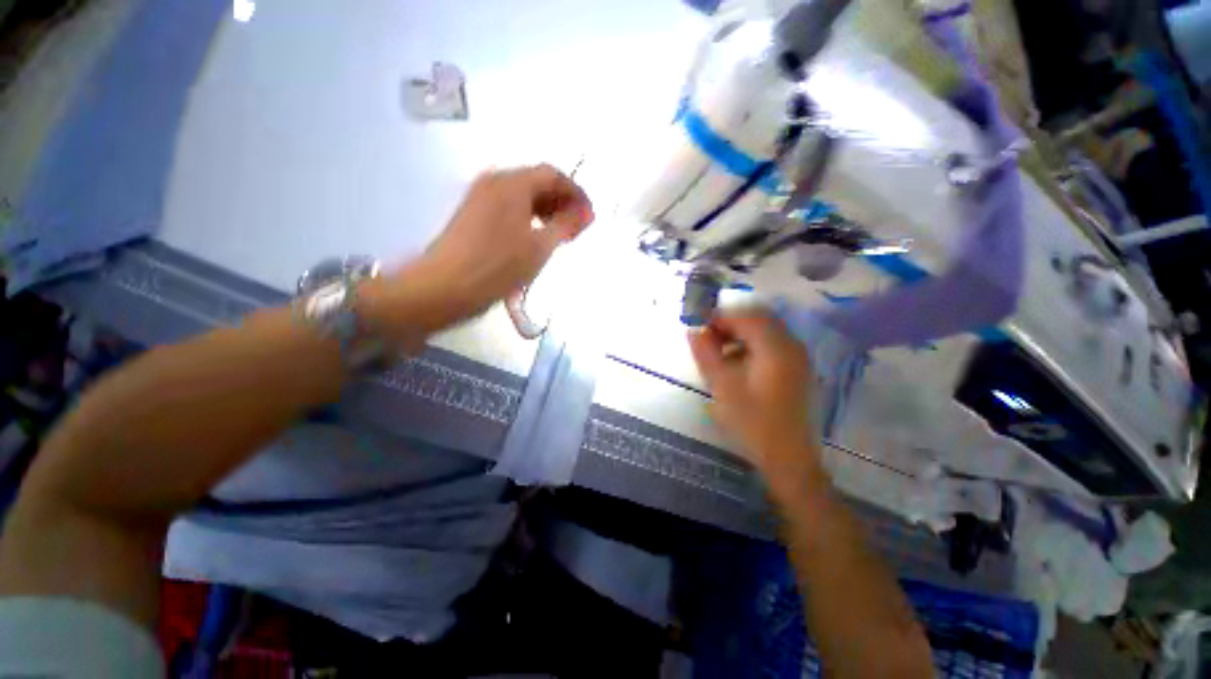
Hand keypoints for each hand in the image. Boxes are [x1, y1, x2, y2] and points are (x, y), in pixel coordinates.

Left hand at [419, 164, 593, 322]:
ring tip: (558, 236)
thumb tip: (586, 212)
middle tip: (576, 229)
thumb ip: (566, 225)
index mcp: (512, 183)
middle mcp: (494, 181)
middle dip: (561, 202)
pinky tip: (534, 238)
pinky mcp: (472, 215)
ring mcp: (479, 197)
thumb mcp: (540, 247)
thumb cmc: (498, 266)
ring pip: (522, 195)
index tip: (589, 217)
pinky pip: (508, 207)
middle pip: (536, 182)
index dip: (576, 193)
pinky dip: (527, 218)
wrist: (445, 287)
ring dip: (545, 210)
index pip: (553, 175)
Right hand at [688, 311, 819, 478]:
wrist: (787, 458)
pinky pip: (770, 345)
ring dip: (738, 334)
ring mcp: (796, 358)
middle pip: (757, 319)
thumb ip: (706, 354)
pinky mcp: (795, 370)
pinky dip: (749, 346)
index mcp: (775, 348)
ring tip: (716, 352)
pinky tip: (735, 364)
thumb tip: (693, 330)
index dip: (719, 316)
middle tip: (706, 338)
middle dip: (728, 324)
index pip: (745, 315)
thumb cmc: (752, 422)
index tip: (697, 325)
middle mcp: (791, 345)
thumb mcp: (722, 386)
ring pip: (764, 331)